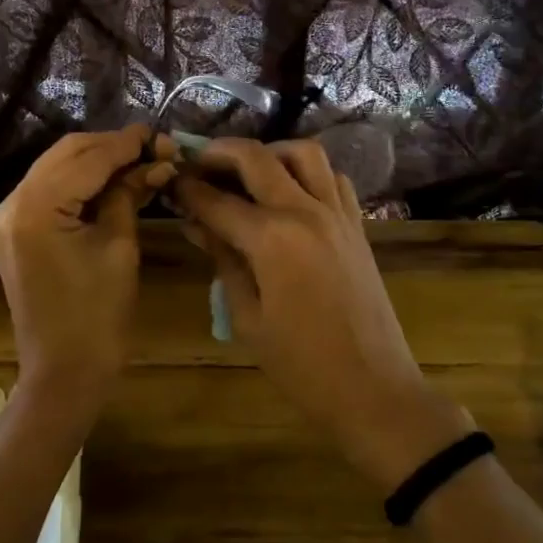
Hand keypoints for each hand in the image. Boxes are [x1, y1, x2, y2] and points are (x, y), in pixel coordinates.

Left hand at [0, 125, 175, 411]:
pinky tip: (113, 179)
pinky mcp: (15, 228)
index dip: (127, 143)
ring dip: (97, 159)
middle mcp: (12, 202)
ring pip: (58, 166)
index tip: (160, 134)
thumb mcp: (120, 247)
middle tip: (154, 148)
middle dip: (111, 146)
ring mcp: (9, 215)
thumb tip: (156, 160)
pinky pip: (50, 188)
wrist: (63, 374)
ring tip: (140, 160)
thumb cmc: (98, 317)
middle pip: (67, 153)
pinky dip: (82, 179)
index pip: (88, 158)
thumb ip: (130, 193)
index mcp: (36, 207)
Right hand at [173, 139, 471, 488]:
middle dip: (220, 152)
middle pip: (257, 158)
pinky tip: (291, 192)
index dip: (187, 188)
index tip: (168, 180)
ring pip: (304, 153)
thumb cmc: (301, 366)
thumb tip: (196, 224)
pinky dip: (309, 172)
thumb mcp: (247, 317)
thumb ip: (222, 260)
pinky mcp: (357, 224)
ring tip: (248, 171)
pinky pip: (333, 178)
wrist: (373, 390)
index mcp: (272, 238)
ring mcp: (337, 213)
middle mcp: (305, 211)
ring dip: (270, 152)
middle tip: (197, 162)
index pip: (217, 200)